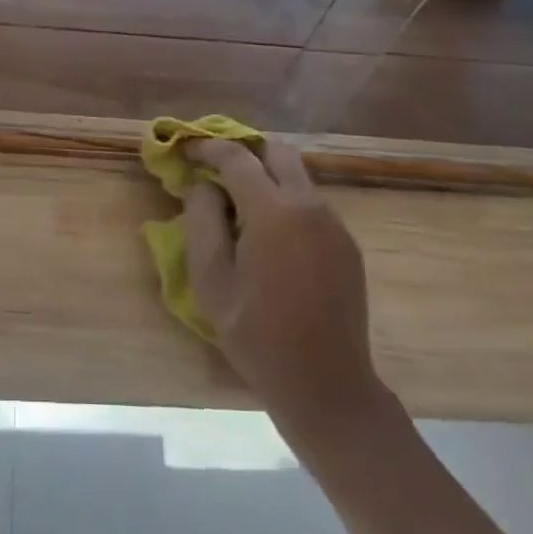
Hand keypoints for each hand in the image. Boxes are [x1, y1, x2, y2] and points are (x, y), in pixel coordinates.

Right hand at [181, 139, 387, 444]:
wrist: (327, 387)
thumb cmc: (258, 335)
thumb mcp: (211, 280)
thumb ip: (202, 221)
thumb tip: (203, 186)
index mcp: (274, 211)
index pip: (237, 157)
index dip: (207, 146)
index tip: (186, 148)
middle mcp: (309, 205)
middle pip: (276, 152)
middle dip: (244, 151)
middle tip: (215, 168)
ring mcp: (334, 224)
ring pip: (296, 176)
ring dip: (266, 177)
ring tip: (238, 205)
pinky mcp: (346, 244)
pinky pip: (310, 204)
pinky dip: (284, 201)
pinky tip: (268, 237)